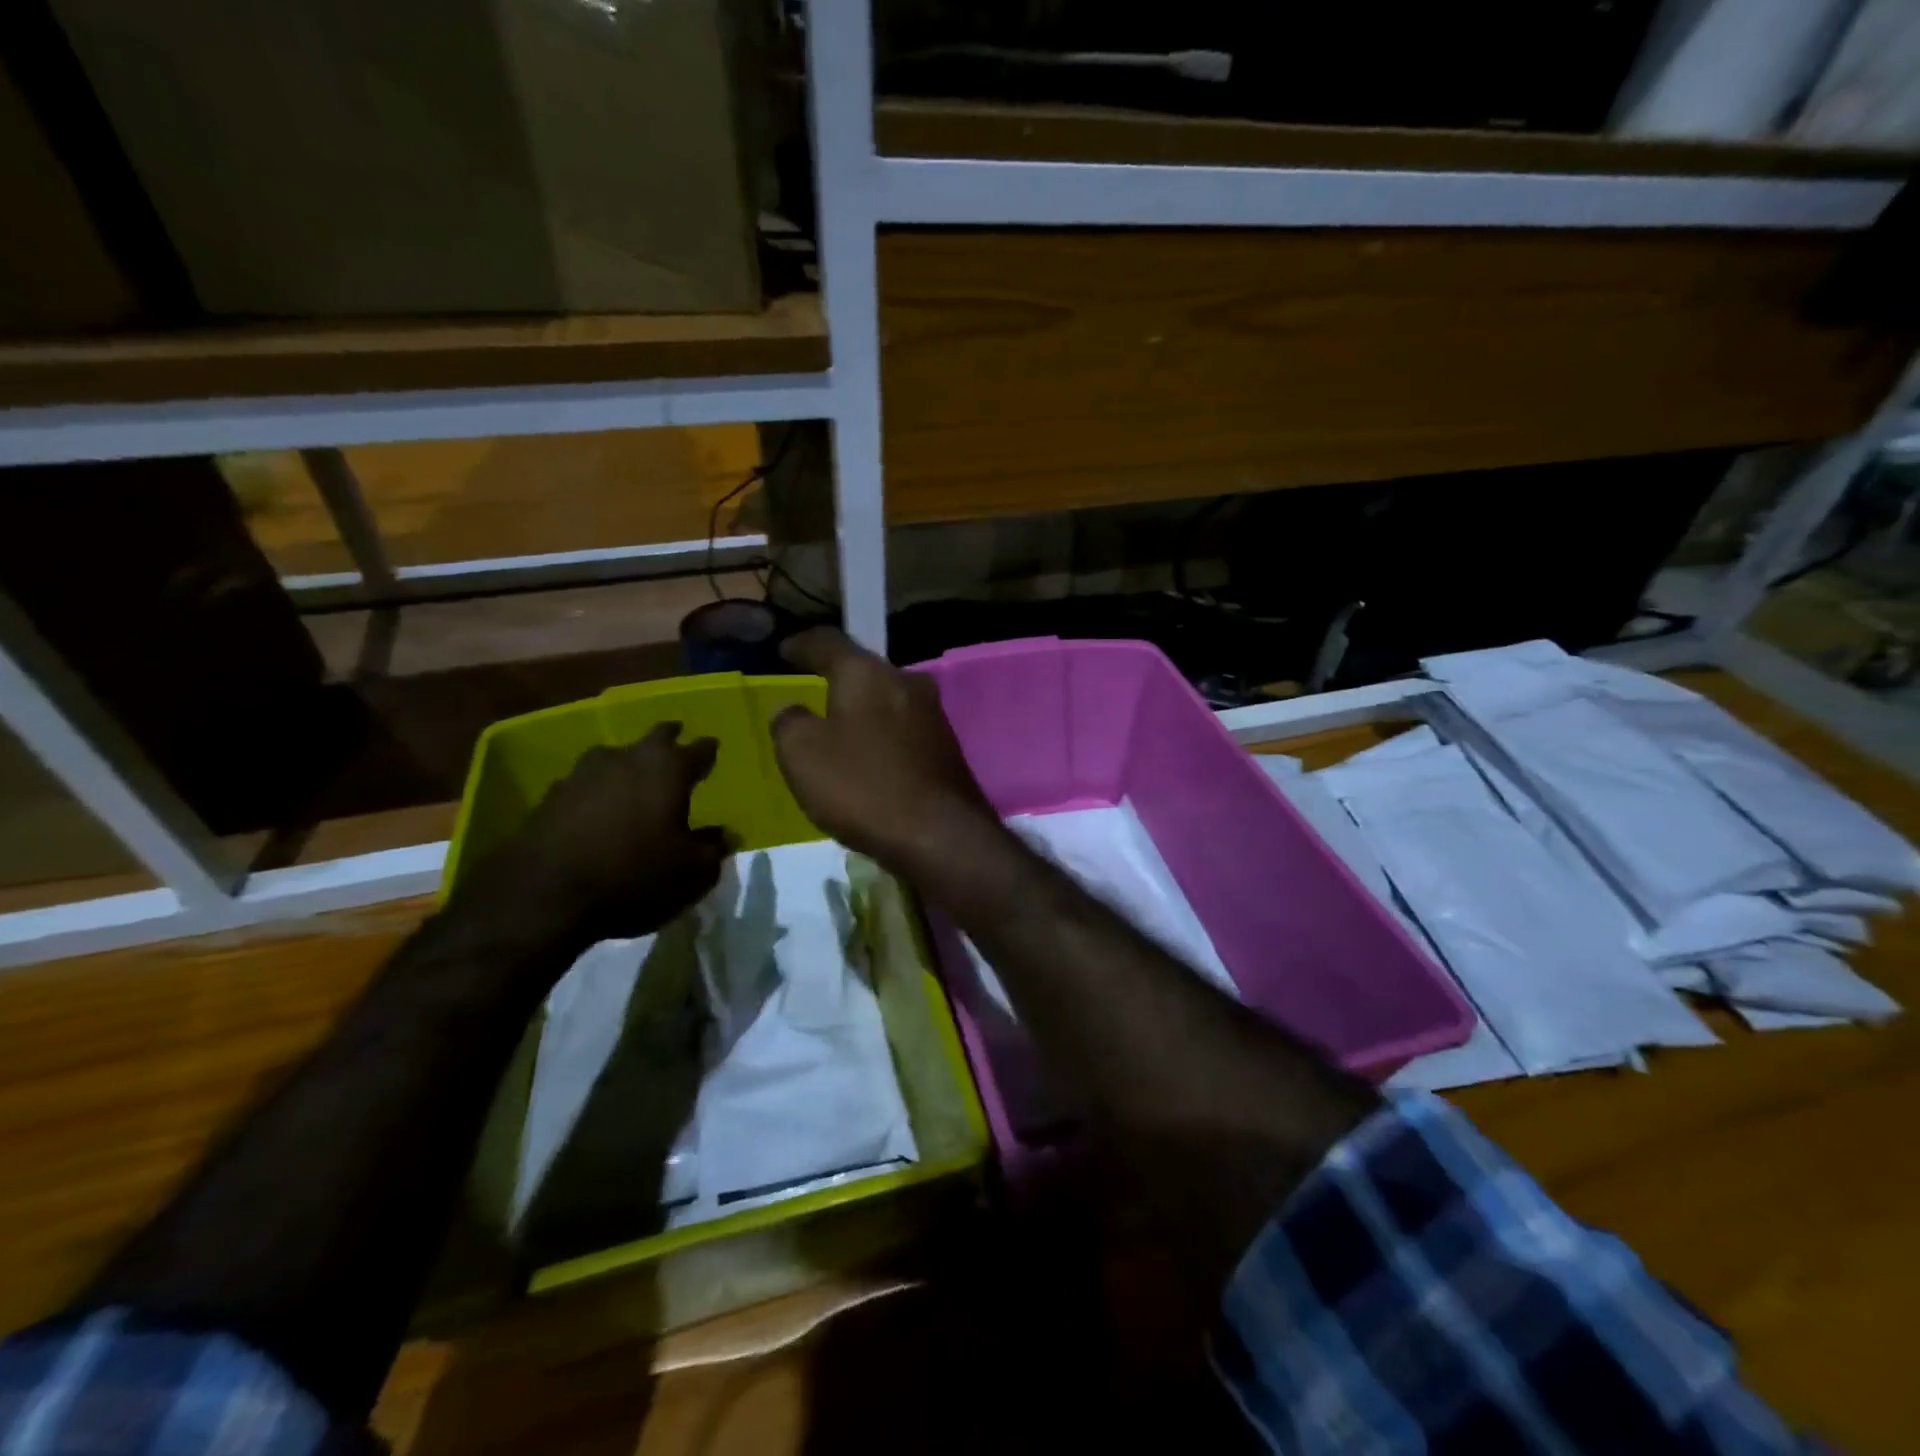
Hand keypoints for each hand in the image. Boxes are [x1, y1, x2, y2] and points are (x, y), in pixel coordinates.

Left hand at [472, 722, 729, 948]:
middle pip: (655, 737)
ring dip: (629, 762)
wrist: (544, 895)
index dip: (708, 751)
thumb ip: (712, 848)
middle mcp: (628, 758)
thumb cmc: (634, 876)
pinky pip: (586, 783)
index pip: (698, 750)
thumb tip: (726, 834)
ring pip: (616, 755)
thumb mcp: (691, 872)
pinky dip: (598, 790)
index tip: (713, 748)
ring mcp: (584, 773)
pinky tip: (598, 805)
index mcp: (669, 769)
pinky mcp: (552, 795)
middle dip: (669, 738)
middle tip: (677, 740)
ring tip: (635, 774)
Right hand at [772, 628, 999, 872]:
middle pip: (863, 669)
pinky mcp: (945, 745)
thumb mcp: (801, 753)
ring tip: (837, 726)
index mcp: (867, 672)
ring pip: (885, 699)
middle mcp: (905, 681)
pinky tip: (869, 756)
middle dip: (836, 677)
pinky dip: (880, 735)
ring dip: (861, 709)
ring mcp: (932, 713)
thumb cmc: (862, 786)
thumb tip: (795, 712)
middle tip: (811, 688)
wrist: (940, 835)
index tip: (783, 650)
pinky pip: (901, 729)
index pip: (828, 641)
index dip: (801, 644)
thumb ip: (789, 722)